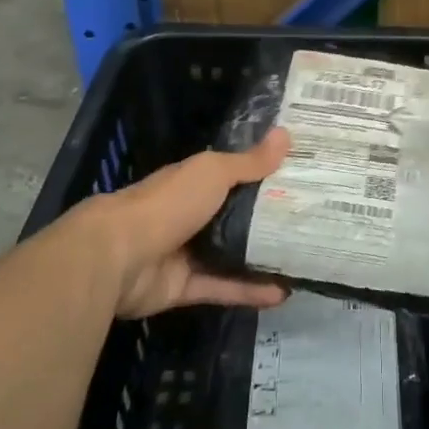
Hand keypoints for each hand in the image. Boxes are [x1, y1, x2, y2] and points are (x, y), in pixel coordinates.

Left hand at [74, 131, 292, 318]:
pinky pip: (223, 287)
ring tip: (302, 258)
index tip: (299, 176)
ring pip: (231, 254)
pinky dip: (250, 291)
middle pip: (235, 215)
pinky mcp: (184, 287)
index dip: (263, 174)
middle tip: (310, 220)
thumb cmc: (168, 202)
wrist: (118, 256)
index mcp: (194, 182)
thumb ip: (249, 162)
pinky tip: (282, 294)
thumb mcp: (213, 172)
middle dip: (268, 218)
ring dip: (262, 257)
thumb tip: (286, 134)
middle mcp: (190, 214)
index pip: (233, 174)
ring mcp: (186, 252)